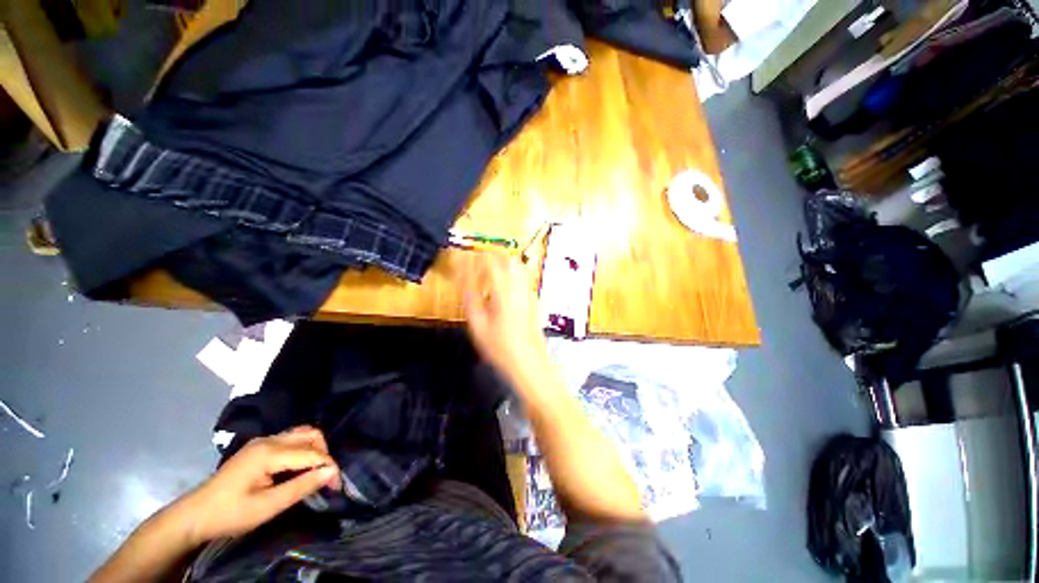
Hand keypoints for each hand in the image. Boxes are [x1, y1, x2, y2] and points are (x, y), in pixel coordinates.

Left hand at [175, 426, 340, 544]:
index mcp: (269, 452)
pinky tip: (299, 468)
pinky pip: (290, 440)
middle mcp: (269, 440)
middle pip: (310, 435)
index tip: (337, 486)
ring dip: (314, 450)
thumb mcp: (267, 506)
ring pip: (301, 435)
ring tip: (315, 472)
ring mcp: (262, 442)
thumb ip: (301, 486)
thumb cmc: (230, 514)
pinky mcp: (258, 448)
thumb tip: (331, 472)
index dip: (328, 467)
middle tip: (326, 477)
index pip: (311, 452)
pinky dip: (302, 451)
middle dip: (324, 453)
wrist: (194, 515)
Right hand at [455, 251, 549, 385]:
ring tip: (487, 276)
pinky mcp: (534, 299)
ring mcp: (529, 292)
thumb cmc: (500, 346)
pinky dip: (510, 275)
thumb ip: (469, 295)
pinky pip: (522, 277)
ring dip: (501, 265)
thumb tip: (462, 276)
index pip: (491, 260)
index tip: (464, 259)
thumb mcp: (477, 323)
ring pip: (517, 266)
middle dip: (490, 256)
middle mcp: (520, 286)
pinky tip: (501, 289)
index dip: (476, 256)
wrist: (528, 362)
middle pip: (508, 258)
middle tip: (476, 265)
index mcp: (505, 289)